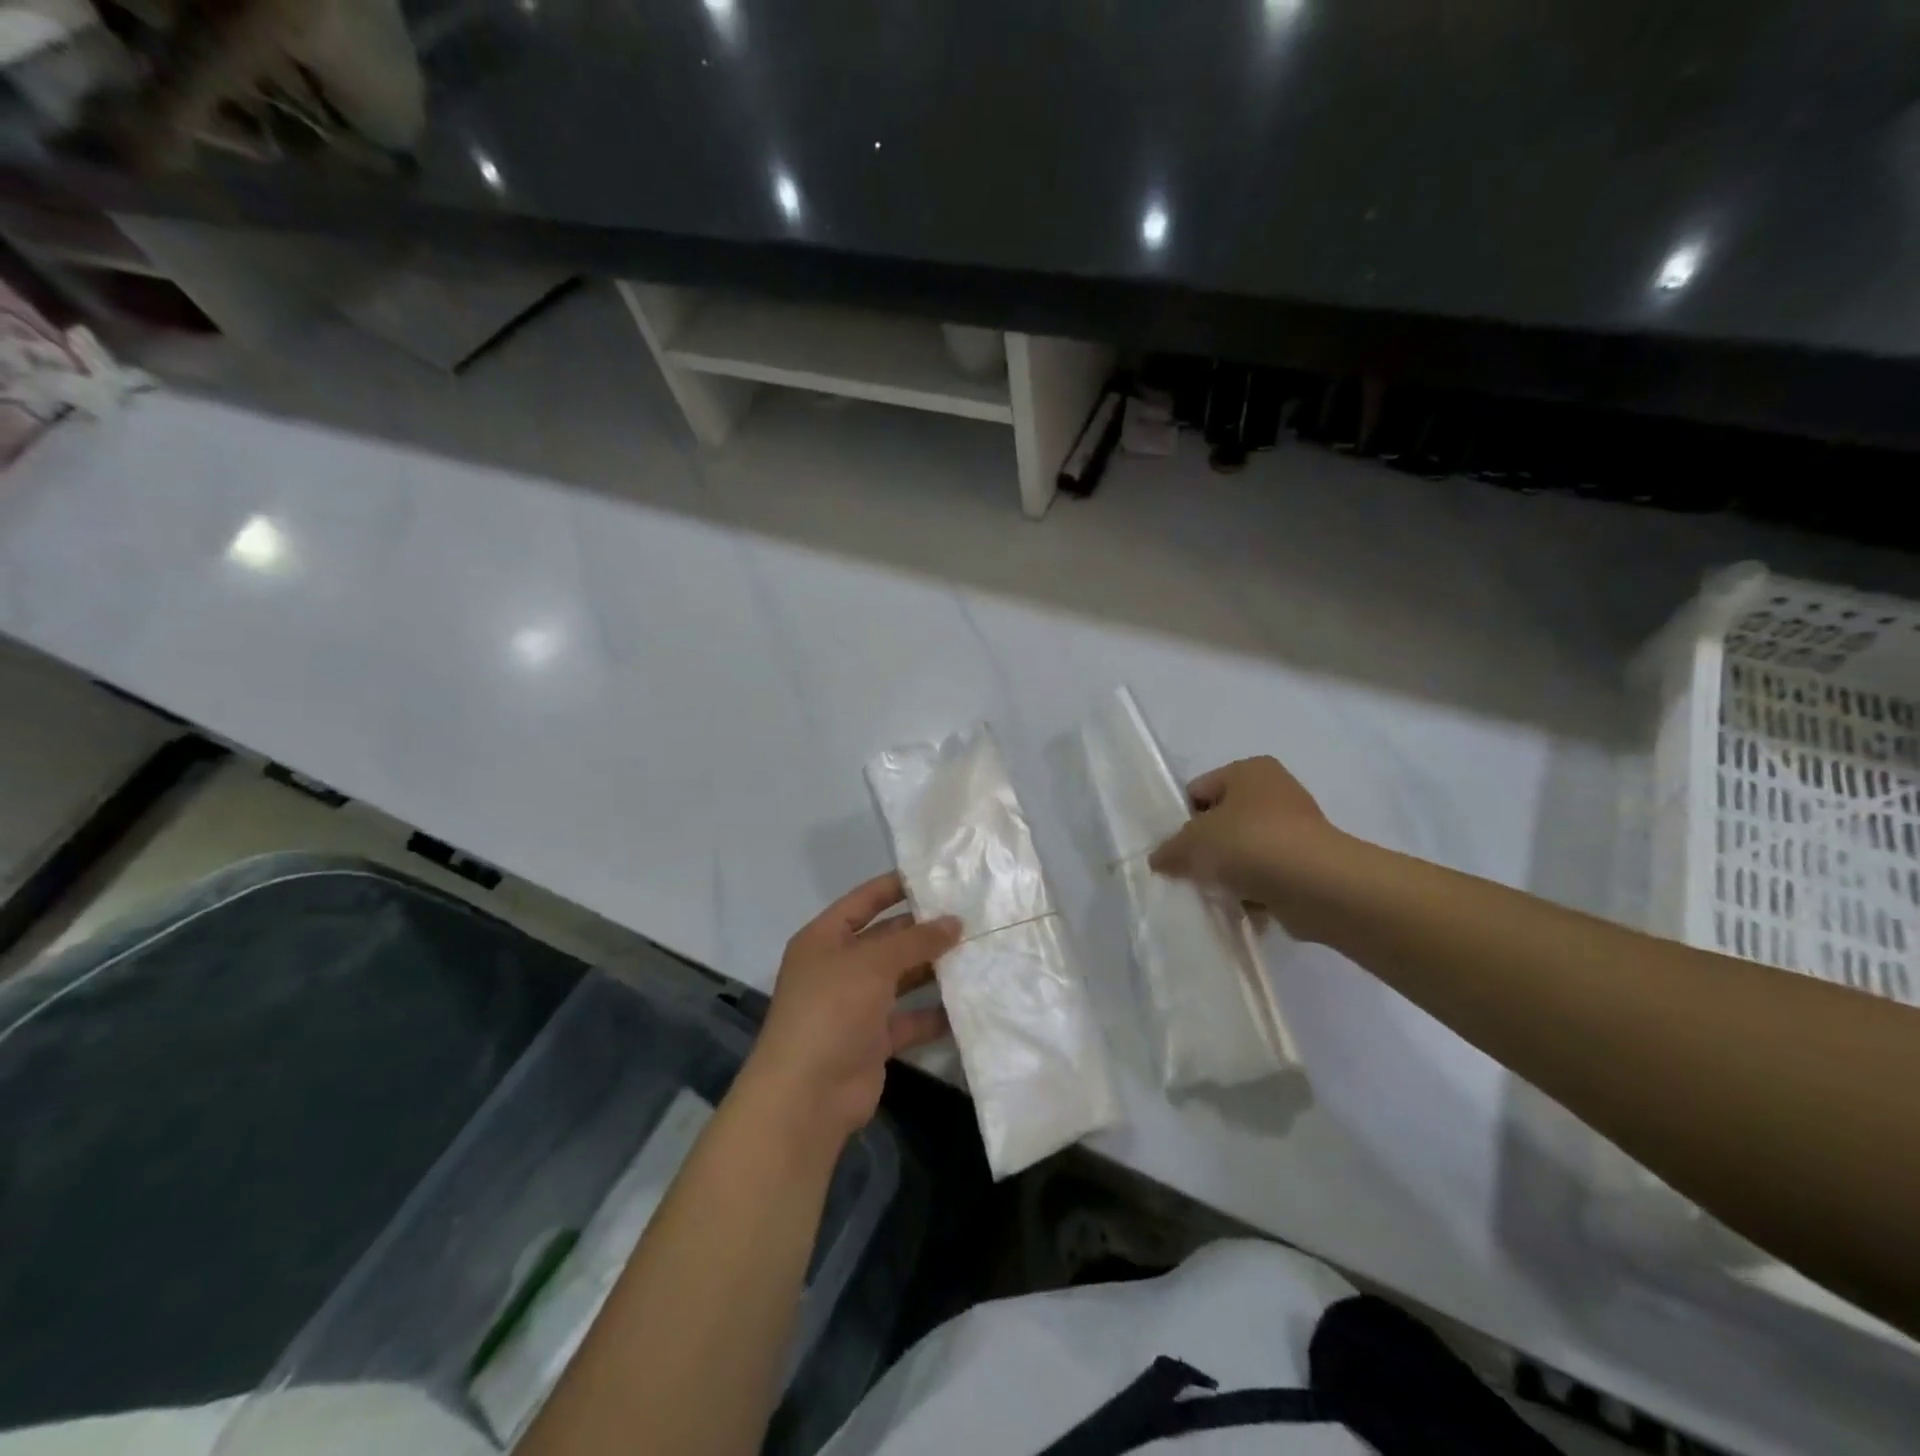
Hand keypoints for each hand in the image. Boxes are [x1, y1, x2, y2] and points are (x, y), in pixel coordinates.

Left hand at [743, 873, 959, 1148]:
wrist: (808, 1094)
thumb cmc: (832, 1009)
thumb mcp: (873, 963)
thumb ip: (915, 940)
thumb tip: (954, 922)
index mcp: (825, 939)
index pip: (863, 901)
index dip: (895, 887)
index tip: (936, 878)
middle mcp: (839, 968)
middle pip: (886, 940)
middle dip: (923, 931)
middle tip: (970, 917)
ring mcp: (855, 1005)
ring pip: (901, 979)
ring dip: (933, 969)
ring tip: (977, 953)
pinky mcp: (873, 1040)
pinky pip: (909, 1018)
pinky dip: (934, 1013)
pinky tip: (969, 1003)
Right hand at [1148, 756, 1337, 920]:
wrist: (1316, 885)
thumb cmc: (1249, 844)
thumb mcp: (1193, 842)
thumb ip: (1170, 849)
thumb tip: (1159, 859)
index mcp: (1249, 770)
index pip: (1200, 790)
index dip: (1182, 819)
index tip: (1174, 848)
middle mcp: (1275, 791)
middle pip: (1222, 821)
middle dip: (1205, 848)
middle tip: (1190, 871)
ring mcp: (1296, 827)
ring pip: (1243, 850)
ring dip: (1229, 872)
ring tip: (1216, 892)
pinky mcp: (1308, 863)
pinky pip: (1267, 874)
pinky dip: (1253, 889)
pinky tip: (1241, 905)